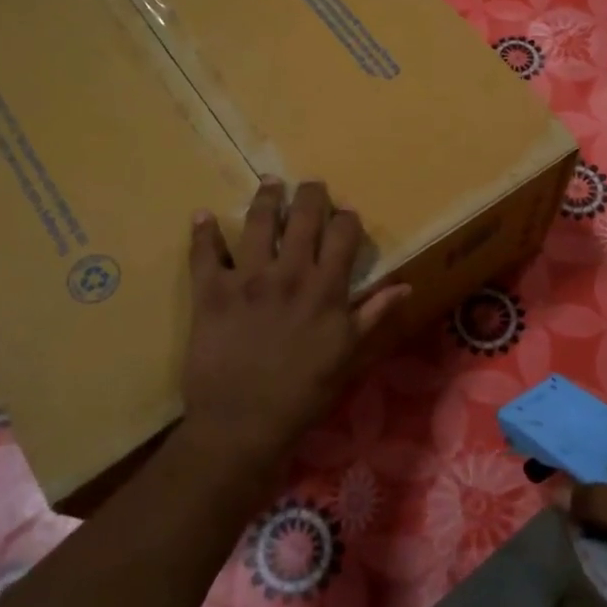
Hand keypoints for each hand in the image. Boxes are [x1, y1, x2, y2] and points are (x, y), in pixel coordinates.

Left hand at [179, 178, 407, 465]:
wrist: (243, 423)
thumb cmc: (303, 393)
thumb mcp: (347, 356)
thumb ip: (373, 315)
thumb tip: (405, 285)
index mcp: (325, 289)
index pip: (342, 235)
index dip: (346, 218)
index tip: (346, 214)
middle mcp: (289, 273)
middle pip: (303, 217)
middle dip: (310, 194)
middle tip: (311, 185)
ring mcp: (247, 279)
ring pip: (257, 223)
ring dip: (265, 198)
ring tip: (270, 183)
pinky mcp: (211, 291)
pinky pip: (205, 253)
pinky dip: (202, 232)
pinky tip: (202, 215)